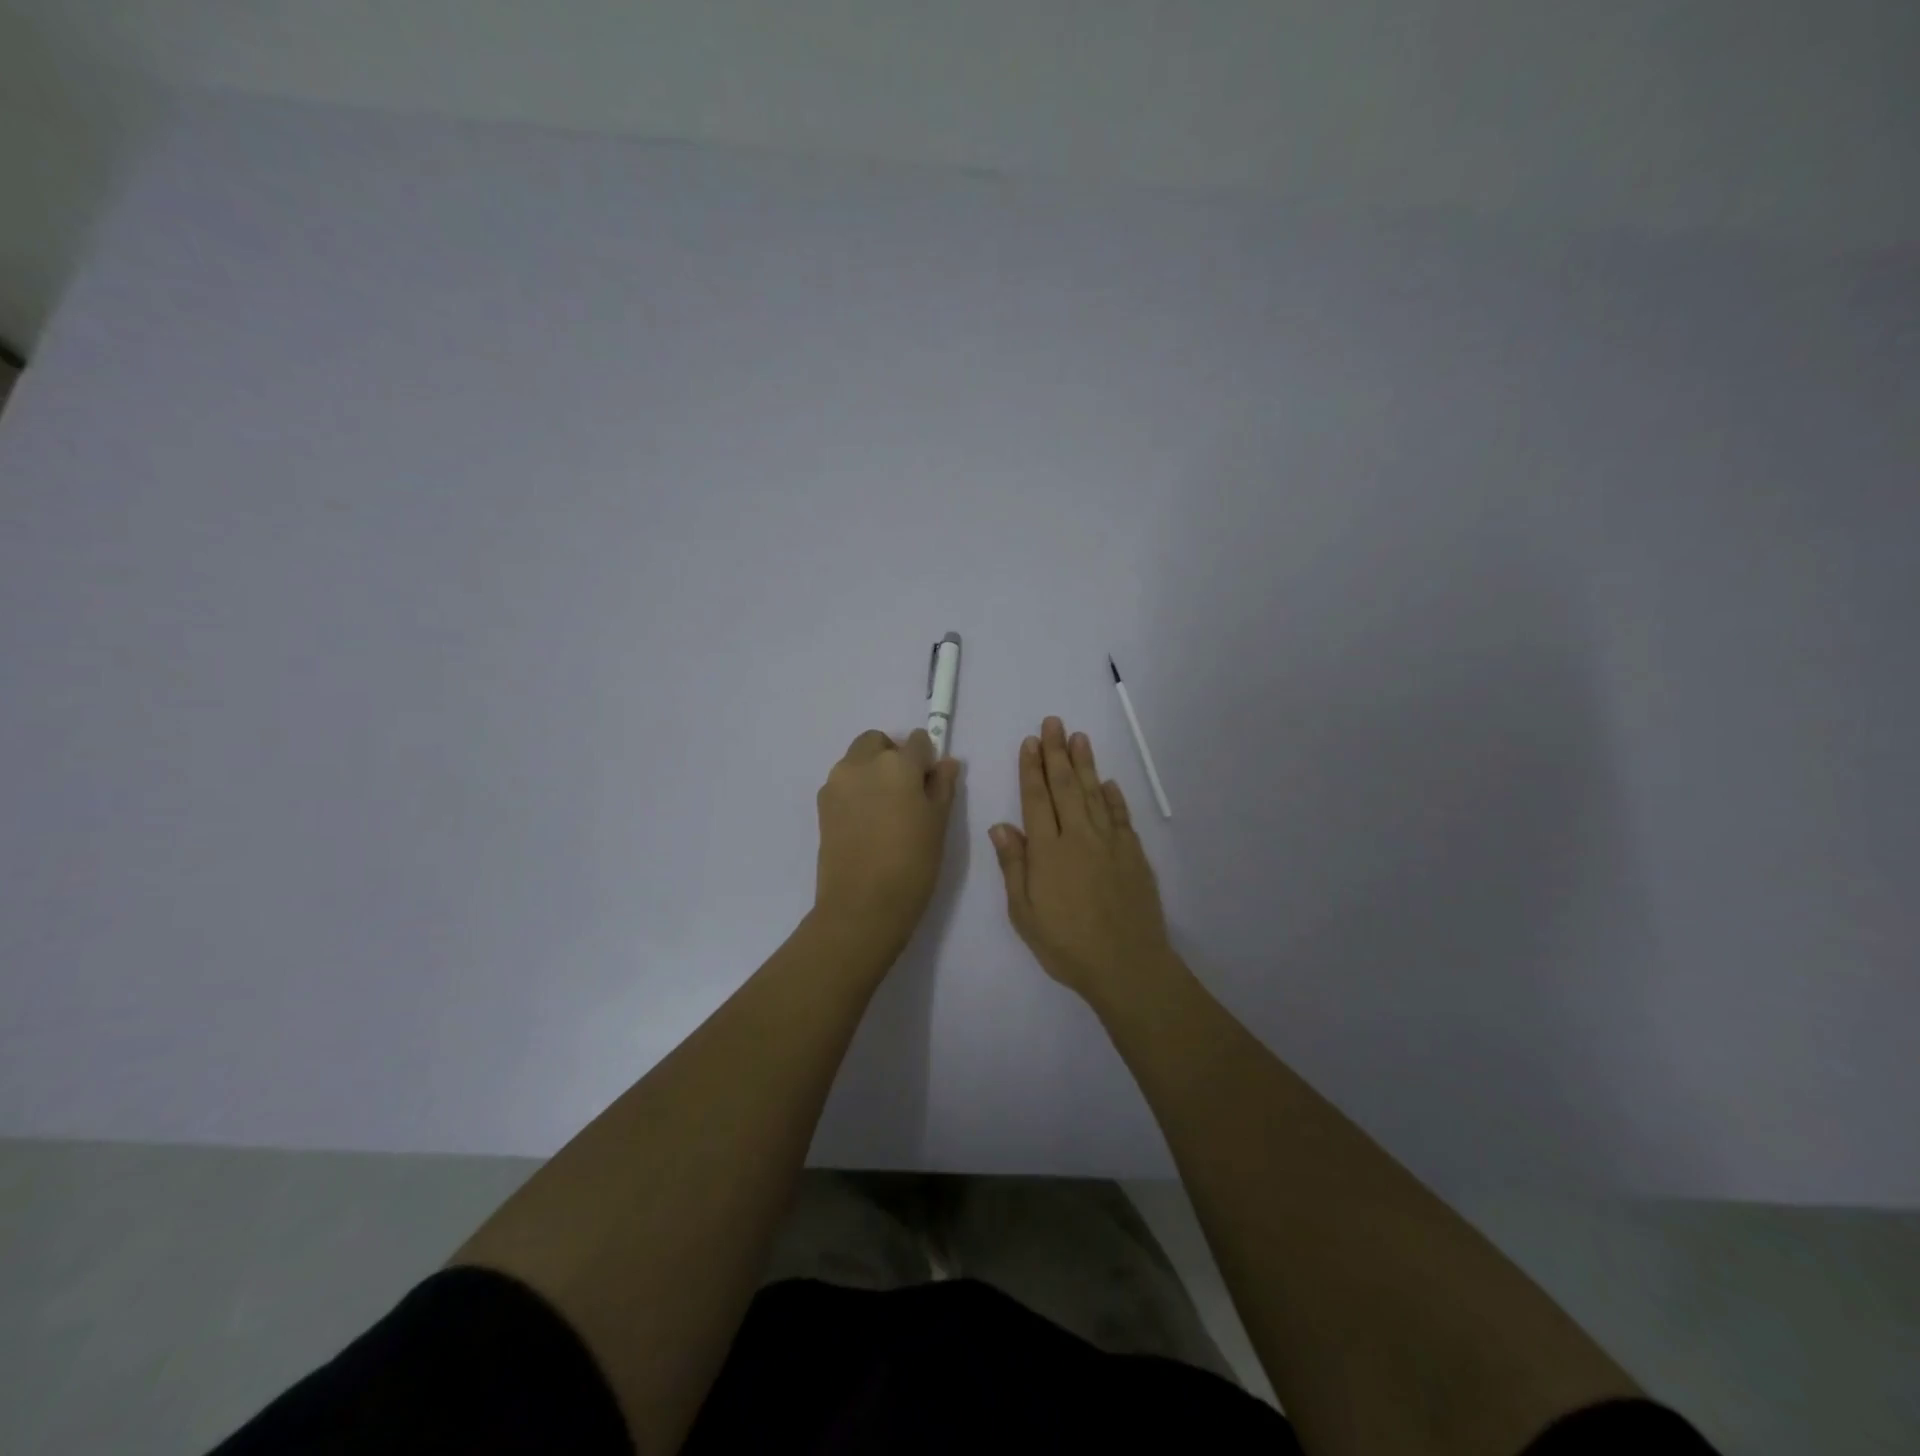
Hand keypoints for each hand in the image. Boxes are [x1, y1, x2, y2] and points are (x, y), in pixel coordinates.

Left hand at [813, 728, 961, 959]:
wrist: (862, 905)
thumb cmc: (912, 864)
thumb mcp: (938, 824)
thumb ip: (942, 786)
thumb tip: (945, 763)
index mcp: (897, 764)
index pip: (917, 741)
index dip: (926, 759)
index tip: (929, 783)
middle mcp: (862, 763)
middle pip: (878, 742)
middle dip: (892, 755)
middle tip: (906, 792)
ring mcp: (837, 782)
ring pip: (857, 760)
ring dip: (871, 771)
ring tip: (884, 810)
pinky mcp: (821, 804)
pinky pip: (843, 783)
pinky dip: (856, 790)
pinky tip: (866, 823)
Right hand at [989, 716, 1180, 1006]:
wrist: (1127, 965)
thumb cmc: (1066, 944)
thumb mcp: (1024, 913)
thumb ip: (1014, 866)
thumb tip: (1001, 825)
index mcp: (1048, 851)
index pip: (1036, 799)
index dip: (1031, 768)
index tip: (1029, 742)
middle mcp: (1079, 837)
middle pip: (1066, 786)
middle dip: (1057, 752)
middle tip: (1053, 722)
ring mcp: (1110, 843)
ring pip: (1094, 793)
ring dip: (1085, 763)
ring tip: (1078, 737)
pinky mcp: (1134, 854)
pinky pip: (1121, 816)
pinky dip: (1114, 796)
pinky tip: (1108, 782)